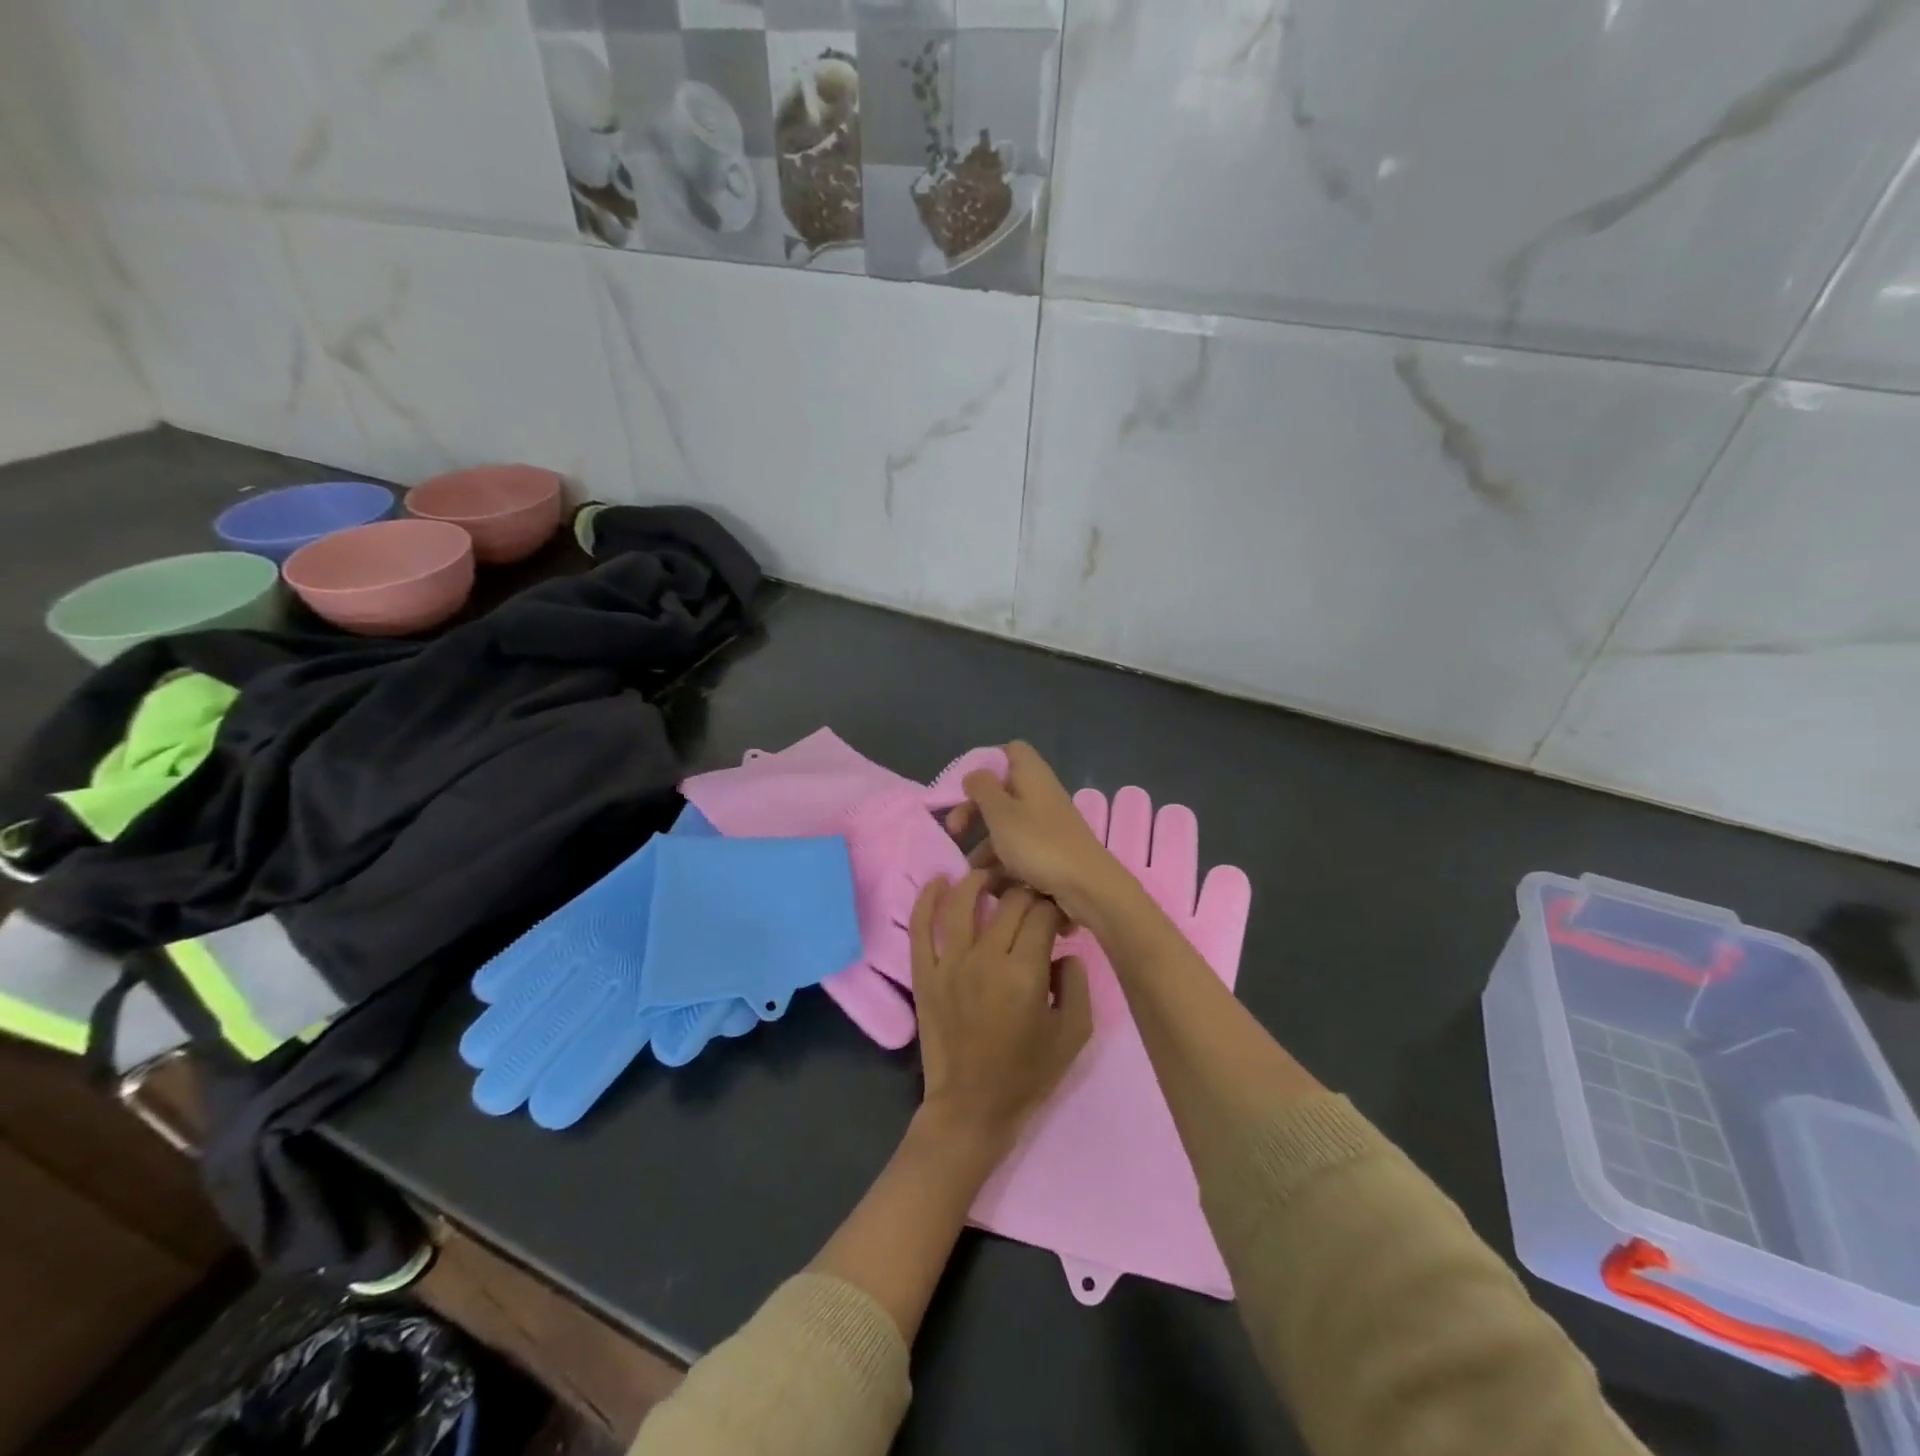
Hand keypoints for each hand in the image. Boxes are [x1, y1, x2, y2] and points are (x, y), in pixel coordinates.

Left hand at [911, 870, 1091, 1154]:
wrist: (971, 1108)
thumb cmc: (1027, 1074)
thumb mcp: (1074, 1034)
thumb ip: (1076, 982)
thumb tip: (1062, 950)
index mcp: (1024, 973)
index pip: (1042, 914)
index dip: (1057, 908)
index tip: (1062, 919)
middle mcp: (985, 958)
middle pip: (1009, 902)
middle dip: (1028, 892)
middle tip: (1036, 901)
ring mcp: (949, 963)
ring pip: (963, 901)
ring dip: (980, 880)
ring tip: (992, 876)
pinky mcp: (924, 973)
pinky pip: (921, 926)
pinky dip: (928, 899)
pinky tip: (939, 881)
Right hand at [946, 742, 1123, 925]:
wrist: (1088, 886)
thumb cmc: (1039, 843)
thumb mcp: (1001, 813)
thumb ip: (982, 788)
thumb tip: (974, 775)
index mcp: (1032, 775)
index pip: (1011, 751)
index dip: (987, 762)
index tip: (965, 786)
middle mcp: (1041, 794)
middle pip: (1002, 791)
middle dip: (974, 810)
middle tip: (954, 830)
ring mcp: (1047, 824)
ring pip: (1007, 824)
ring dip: (984, 842)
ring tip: (968, 868)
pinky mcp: (1051, 851)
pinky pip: (1019, 848)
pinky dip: (1001, 861)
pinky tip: (988, 883)